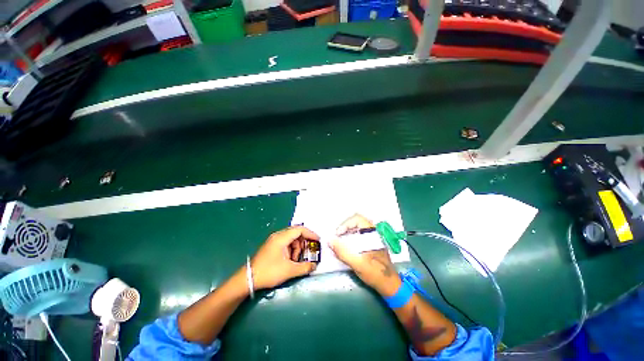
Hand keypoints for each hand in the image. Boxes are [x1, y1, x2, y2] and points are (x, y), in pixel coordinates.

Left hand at [250, 226, 318, 289]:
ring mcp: (274, 240)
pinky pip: (286, 242)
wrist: (248, 279)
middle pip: (296, 232)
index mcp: (282, 237)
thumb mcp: (289, 270)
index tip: (318, 240)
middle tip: (309, 250)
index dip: (310, 234)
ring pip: (291, 238)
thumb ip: (304, 267)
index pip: (300, 229)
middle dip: (304, 241)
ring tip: (297, 259)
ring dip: (297, 247)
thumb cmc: (269, 272)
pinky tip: (290, 259)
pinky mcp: (272, 245)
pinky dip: (291, 249)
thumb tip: (314, 265)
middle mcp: (278, 235)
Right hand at [329, 214, 401, 295]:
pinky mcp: (370, 243)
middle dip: (344, 228)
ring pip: (357, 228)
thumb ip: (343, 252)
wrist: (389, 285)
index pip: (357, 219)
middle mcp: (373, 232)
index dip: (345, 224)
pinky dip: (350, 238)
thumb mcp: (358, 264)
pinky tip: (346, 247)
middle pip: (356, 222)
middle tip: (337, 238)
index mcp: (372, 234)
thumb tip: (330, 241)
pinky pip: (358, 235)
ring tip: (339, 242)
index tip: (338, 234)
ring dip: (346, 233)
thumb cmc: (375, 273)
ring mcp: (372, 238)